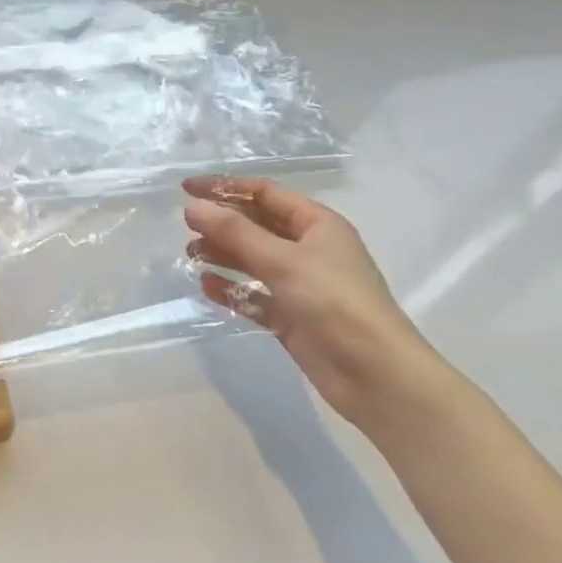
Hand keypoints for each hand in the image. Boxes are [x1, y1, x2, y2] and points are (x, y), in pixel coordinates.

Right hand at [183, 177, 441, 428]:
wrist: (374, 374)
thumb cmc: (334, 302)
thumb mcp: (282, 260)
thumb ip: (234, 232)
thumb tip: (191, 207)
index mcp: (317, 225)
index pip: (265, 193)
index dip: (225, 188)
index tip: (187, 189)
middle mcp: (310, 249)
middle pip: (257, 225)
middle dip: (222, 223)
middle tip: (186, 226)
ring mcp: (300, 284)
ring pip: (253, 260)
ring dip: (223, 254)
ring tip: (192, 254)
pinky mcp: (291, 316)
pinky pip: (254, 295)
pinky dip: (232, 288)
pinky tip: (207, 286)